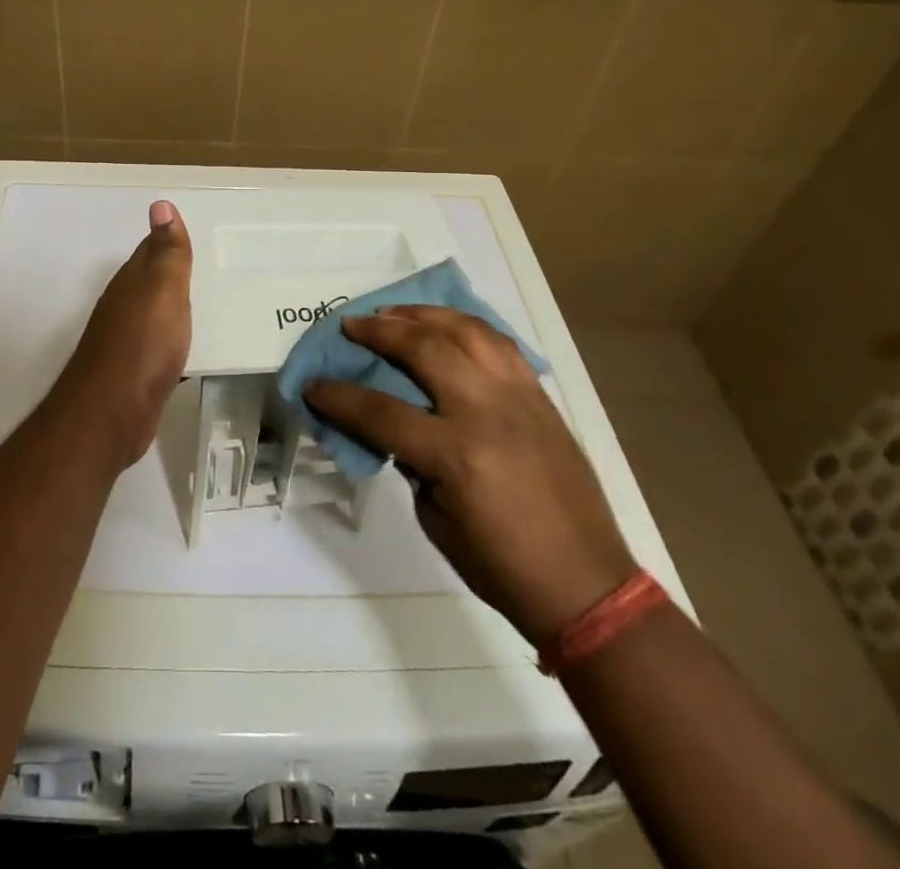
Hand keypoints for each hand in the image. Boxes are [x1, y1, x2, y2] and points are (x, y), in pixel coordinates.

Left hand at [48, 200, 192, 468]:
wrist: (113, 413)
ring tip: (197, 302)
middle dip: (168, 272)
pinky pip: (156, 346)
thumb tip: (160, 204)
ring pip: (151, 314)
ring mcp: (125, 342)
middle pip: (148, 282)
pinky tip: (182, 349)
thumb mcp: (163, 289)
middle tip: (198, 264)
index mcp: (131, 283)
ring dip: (170, 306)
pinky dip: (170, 340)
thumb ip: (167, 251)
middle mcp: (123, 307)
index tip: (185, 231)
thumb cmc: (143, 344)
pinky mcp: (133, 373)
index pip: (150, 251)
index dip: (167, 239)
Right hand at [304, 306, 635, 643]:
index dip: (339, 396)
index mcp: (456, 454)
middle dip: (380, 331)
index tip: (313, 385)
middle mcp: (487, 412)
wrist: (586, 585)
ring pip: (468, 331)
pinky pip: (501, 345)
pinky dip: (467, 328)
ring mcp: (519, 398)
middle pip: (425, 348)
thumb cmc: (501, 566)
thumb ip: (410, 464)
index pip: (381, 411)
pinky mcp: (541, 398)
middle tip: (352, 325)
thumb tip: (393, 428)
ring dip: (425, 315)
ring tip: (395, 313)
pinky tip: (447, 328)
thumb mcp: (435, 520)